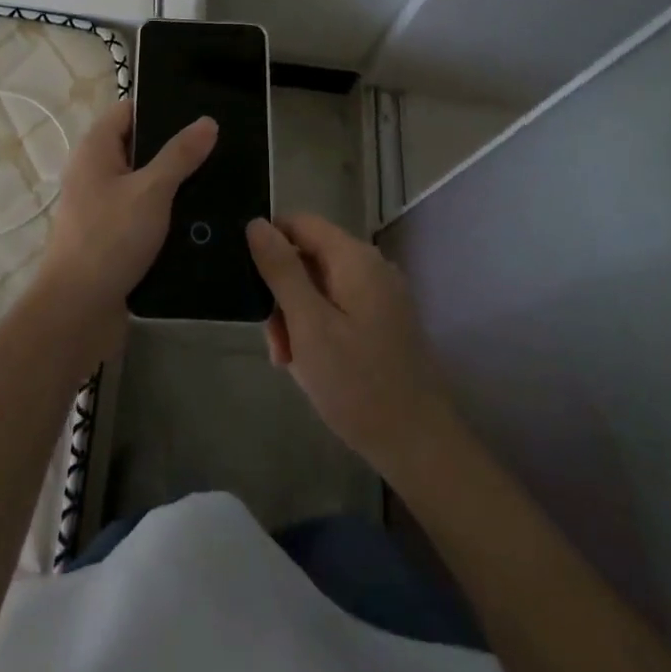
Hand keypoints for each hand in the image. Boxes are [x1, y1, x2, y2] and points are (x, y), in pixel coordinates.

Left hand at [33, 100, 216, 358]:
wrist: (77, 312)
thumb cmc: (109, 239)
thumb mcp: (151, 191)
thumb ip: (180, 155)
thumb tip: (206, 122)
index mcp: (95, 149)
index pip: (129, 111)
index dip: (161, 107)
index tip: (199, 111)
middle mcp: (95, 172)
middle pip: (139, 146)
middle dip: (175, 147)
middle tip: (218, 144)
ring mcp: (102, 206)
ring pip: (145, 183)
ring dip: (174, 183)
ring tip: (219, 177)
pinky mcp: (112, 237)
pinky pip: (144, 213)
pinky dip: (167, 212)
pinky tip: (200, 216)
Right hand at [246, 214, 456, 479]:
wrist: (420, 448)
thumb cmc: (357, 384)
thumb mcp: (308, 324)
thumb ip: (281, 270)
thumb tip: (256, 223)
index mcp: (354, 258)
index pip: (300, 223)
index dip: (269, 244)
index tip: (250, 284)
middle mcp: (371, 267)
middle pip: (309, 258)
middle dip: (283, 294)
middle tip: (274, 343)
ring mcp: (381, 296)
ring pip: (320, 287)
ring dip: (297, 317)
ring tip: (290, 362)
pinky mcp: (384, 323)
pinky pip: (338, 309)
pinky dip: (318, 330)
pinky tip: (312, 367)